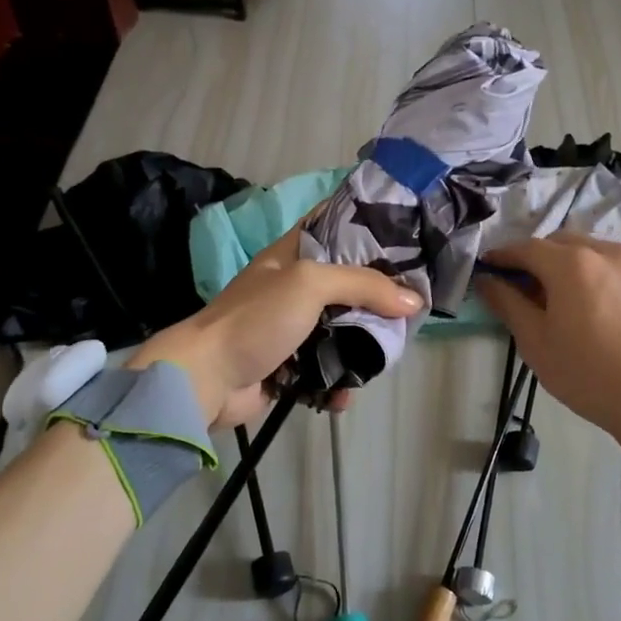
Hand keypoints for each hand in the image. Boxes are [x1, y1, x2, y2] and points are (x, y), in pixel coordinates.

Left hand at [127, 226, 421, 426]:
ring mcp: (294, 327)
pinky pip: (328, 369)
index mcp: (293, 254)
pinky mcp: (292, 364)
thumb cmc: (256, 319)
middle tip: (413, 306)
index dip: (370, 226)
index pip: (336, 226)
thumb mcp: (309, 284)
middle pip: (350, 282)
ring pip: (344, 328)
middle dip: (379, 296)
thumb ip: (364, 285)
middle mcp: (296, 286)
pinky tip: (345, 394)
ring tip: (383, 357)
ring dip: (363, 346)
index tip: (409, 232)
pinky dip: (339, 382)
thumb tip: (414, 302)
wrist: (206, 378)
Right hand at [476, 235, 620, 480]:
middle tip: (518, 286)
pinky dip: (589, 271)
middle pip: (558, 242)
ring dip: (563, 262)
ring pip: (587, 250)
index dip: (502, 256)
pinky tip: (585, 302)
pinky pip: (609, 264)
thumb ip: (507, 303)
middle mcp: (603, 251)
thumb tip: (486, 280)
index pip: (525, 248)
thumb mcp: (536, 342)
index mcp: (571, 262)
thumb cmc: (588, 373)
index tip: (486, 269)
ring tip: (553, 295)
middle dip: (534, 257)